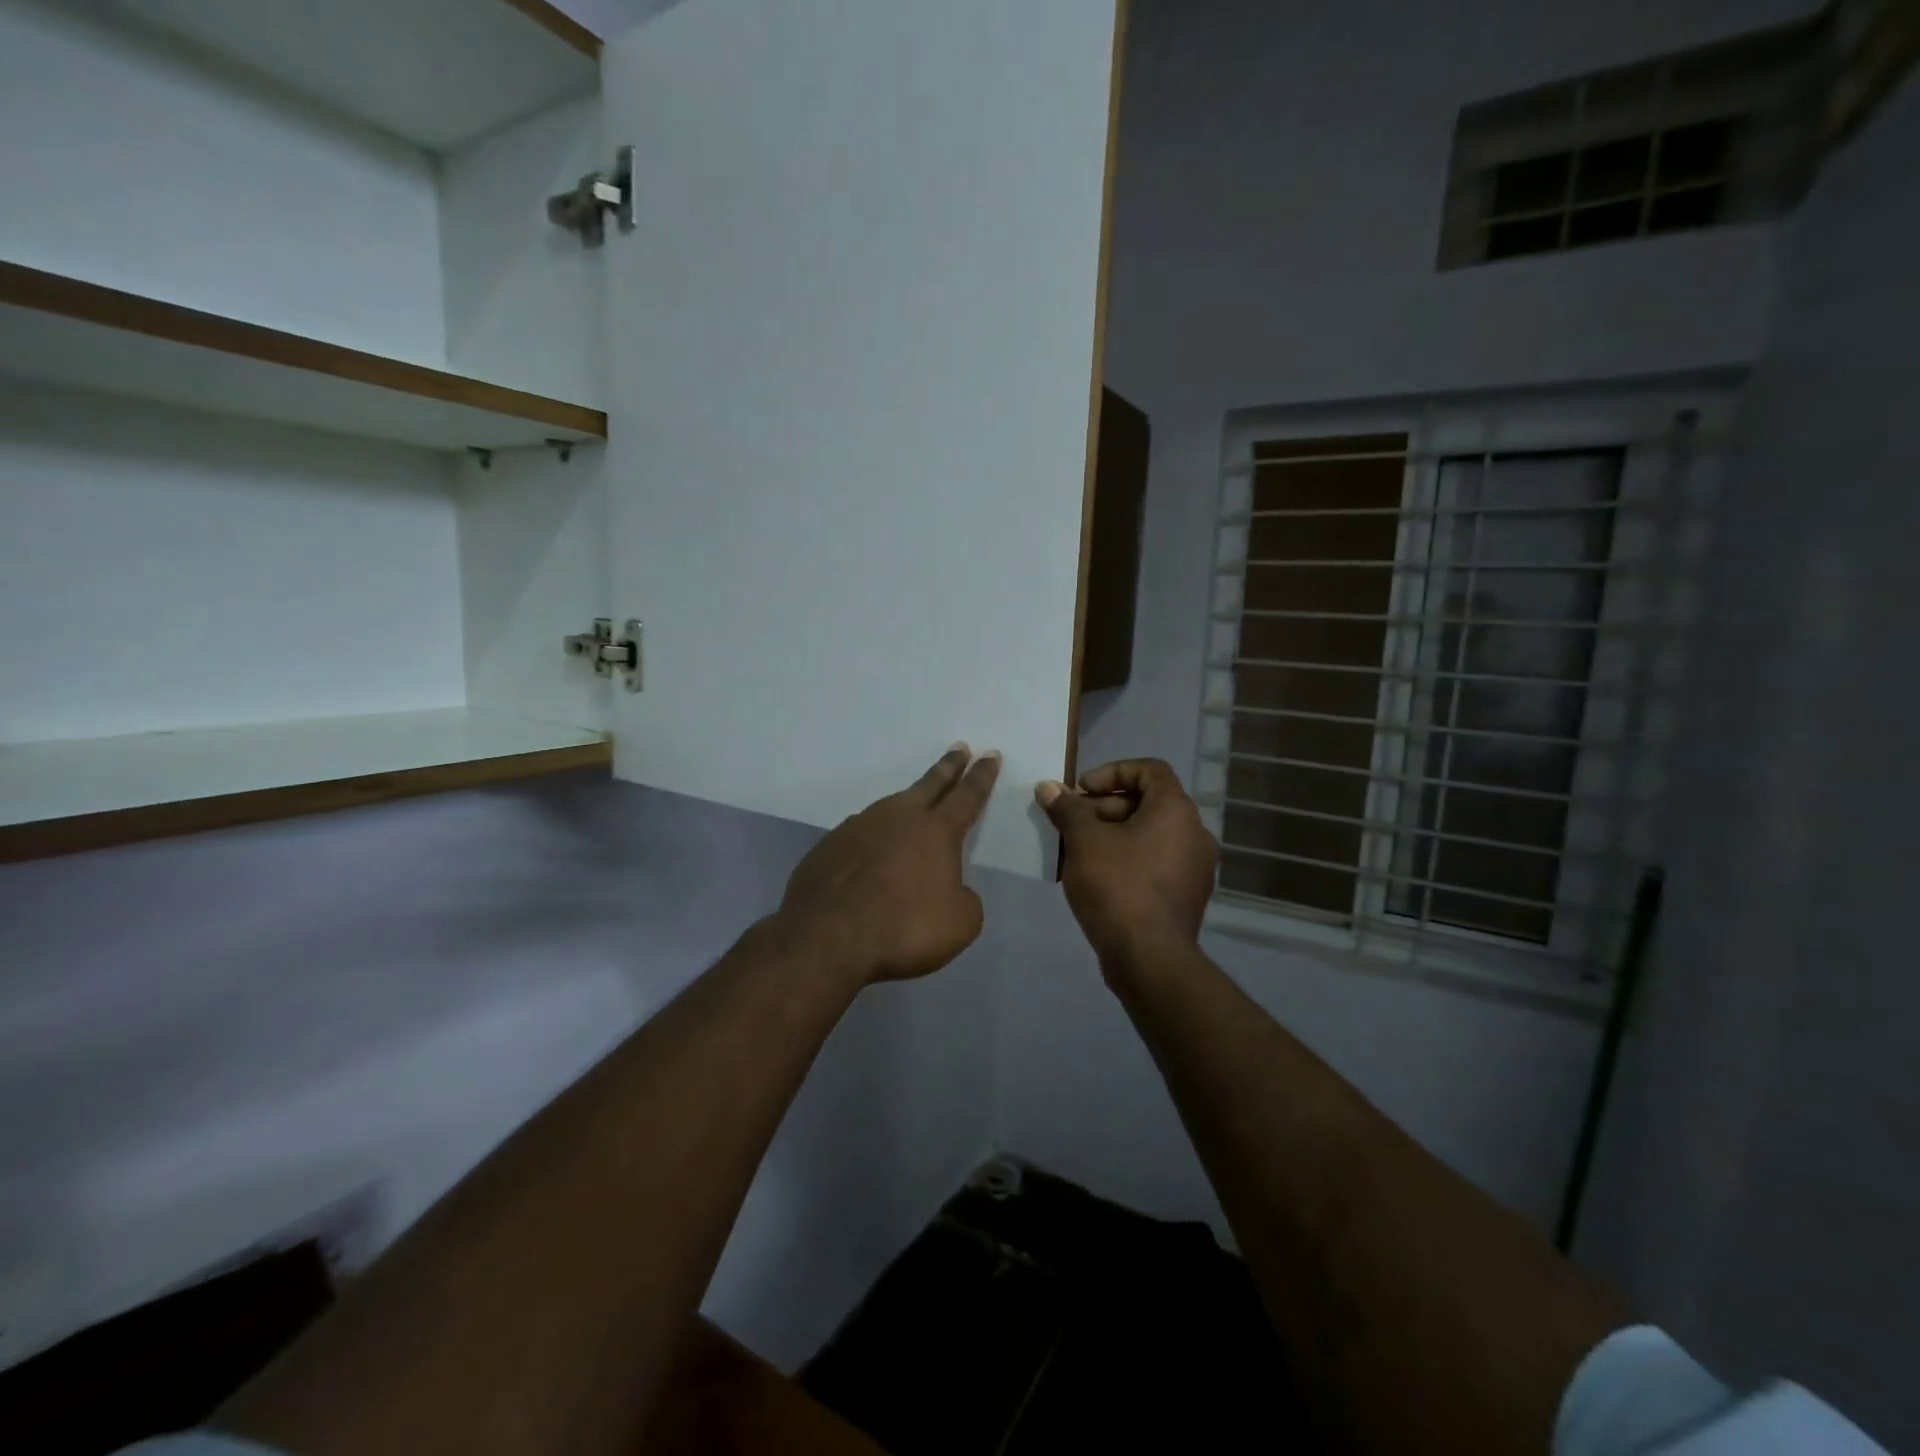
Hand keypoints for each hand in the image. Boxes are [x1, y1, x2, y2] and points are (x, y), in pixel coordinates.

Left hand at [777, 744, 1000, 984]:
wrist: (826, 936)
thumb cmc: (904, 927)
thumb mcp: (960, 923)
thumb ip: (964, 899)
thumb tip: (951, 890)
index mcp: (936, 831)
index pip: (967, 796)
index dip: (981, 776)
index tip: (990, 754)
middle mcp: (899, 818)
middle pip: (930, 784)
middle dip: (949, 766)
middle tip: (959, 748)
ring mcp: (859, 827)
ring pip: (892, 805)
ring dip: (909, 800)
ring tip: (915, 800)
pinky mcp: (830, 845)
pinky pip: (862, 832)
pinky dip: (874, 834)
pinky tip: (872, 847)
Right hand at [1036, 759, 1217, 965]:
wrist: (1149, 958)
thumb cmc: (1118, 886)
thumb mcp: (1084, 842)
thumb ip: (1067, 809)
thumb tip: (1047, 786)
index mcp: (1176, 810)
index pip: (1150, 770)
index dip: (1112, 772)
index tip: (1081, 791)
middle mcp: (1194, 833)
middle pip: (1148, 802)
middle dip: (1104, 807)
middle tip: (1071, 822)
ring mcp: (1195, 867)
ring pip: (1149, 834)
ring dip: (1112, 833)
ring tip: (1076, 850)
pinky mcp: (1186, 895)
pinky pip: (1155, 861)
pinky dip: (1127, 858)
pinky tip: (1095, 876)